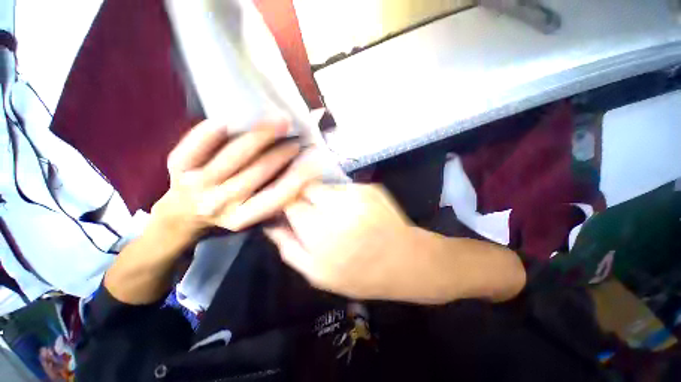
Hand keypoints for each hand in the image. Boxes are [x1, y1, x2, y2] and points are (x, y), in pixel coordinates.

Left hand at [152, 119, 319, 237]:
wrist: (183, 215)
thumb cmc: (226, 213)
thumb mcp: (252, 215)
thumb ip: (273, 201)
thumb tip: (302, 180)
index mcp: (240, 218)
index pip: (275, 197)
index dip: (296, 179)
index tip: (313, 165)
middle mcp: (218, 204)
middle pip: (257, 173)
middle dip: (282, 153)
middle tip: (297, 139)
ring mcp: (195, 185)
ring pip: (233, 155)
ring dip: (260, 136)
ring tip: (280, 122)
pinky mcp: (178, 168)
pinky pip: (195, 145)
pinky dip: (211, 131)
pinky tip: (230, 119)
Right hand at [265, 183, 419, 299]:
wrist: (404, 260)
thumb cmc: (359, 274)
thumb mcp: (317, 274)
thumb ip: (289, 248)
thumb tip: (271, 225)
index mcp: (320, 231)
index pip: (290, 202)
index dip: (287, 206)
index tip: (290, 213)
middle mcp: (337, 206)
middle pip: (306, 188)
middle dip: (303, 198)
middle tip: (313, 214)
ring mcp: (356, 193)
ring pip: (324, 185)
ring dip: (322, 197)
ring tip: (333, 214)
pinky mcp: (369, 187)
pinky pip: (343, 186)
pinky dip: (340, 196)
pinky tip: (351, 211)